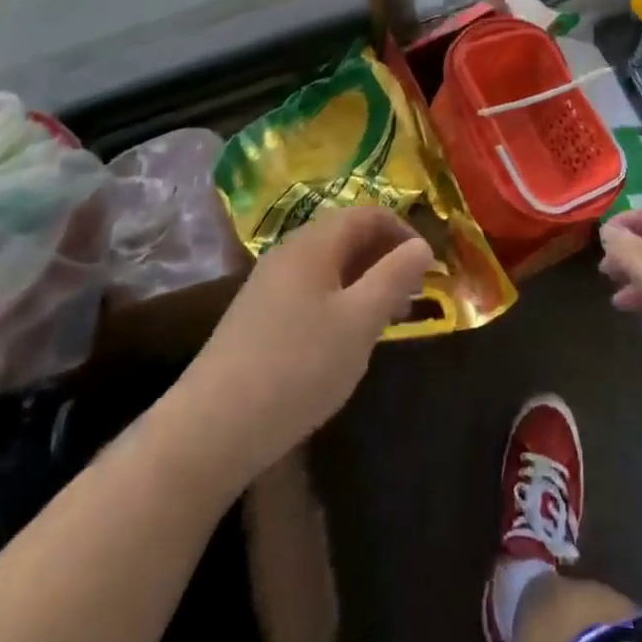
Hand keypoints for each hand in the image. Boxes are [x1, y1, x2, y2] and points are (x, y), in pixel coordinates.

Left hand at [182, 206, 433, 477]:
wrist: (212, 428)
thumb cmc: (298, 366)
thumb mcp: (359, 321)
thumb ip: (394, 277)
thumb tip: (422, 245)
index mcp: (314, 243)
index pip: (368, 214)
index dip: (404, 232)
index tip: (428, 266)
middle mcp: (289, 252)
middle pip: (347, 237)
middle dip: (386, 258)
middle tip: (414, 295)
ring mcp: (269, 284)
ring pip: (329, 267)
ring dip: (364, 282)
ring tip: (388, 319)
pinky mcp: (258, 316)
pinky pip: (311, 291)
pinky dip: (340, 302)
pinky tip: (346, 340)